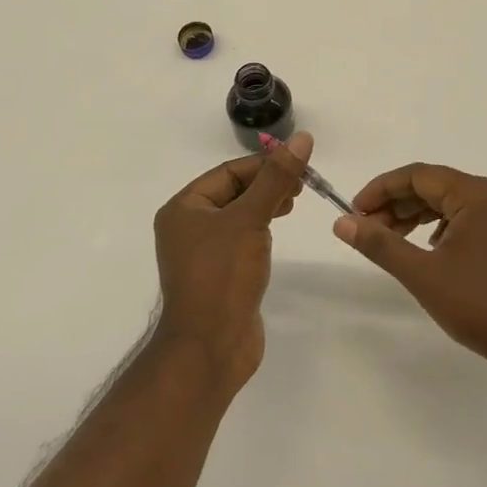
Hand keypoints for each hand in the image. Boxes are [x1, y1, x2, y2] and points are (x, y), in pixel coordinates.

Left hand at [151, 133, 309, 393]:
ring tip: (293, 203)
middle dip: (267, 184)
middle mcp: (187, 227)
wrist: (210, 348)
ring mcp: (202, 253)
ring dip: (265, 205)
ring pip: (238, 216)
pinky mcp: (218, 275)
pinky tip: (276, 232)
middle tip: (302, 185)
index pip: (228, 172)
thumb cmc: (223, 275)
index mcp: (184, 208)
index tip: (300, 164)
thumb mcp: (251, 219)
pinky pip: (240, 240)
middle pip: (233, 191)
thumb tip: (303, 139)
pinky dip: (259, 230)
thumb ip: (276, 178)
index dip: (264, 164)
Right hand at [333, 163, 486, 375]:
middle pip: (432, 186)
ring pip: (445, 202)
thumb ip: (380, 244)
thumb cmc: (478, 304)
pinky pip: (460, 217)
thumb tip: (342, 222)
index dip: (381, 190)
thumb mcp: (422, 273)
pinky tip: (420, 247)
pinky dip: (434, 226)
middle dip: (395, 204)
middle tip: (364, 227)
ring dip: (412, 215)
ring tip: (385, 238)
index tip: (353, 211)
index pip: (417, 175)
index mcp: (474, 193)